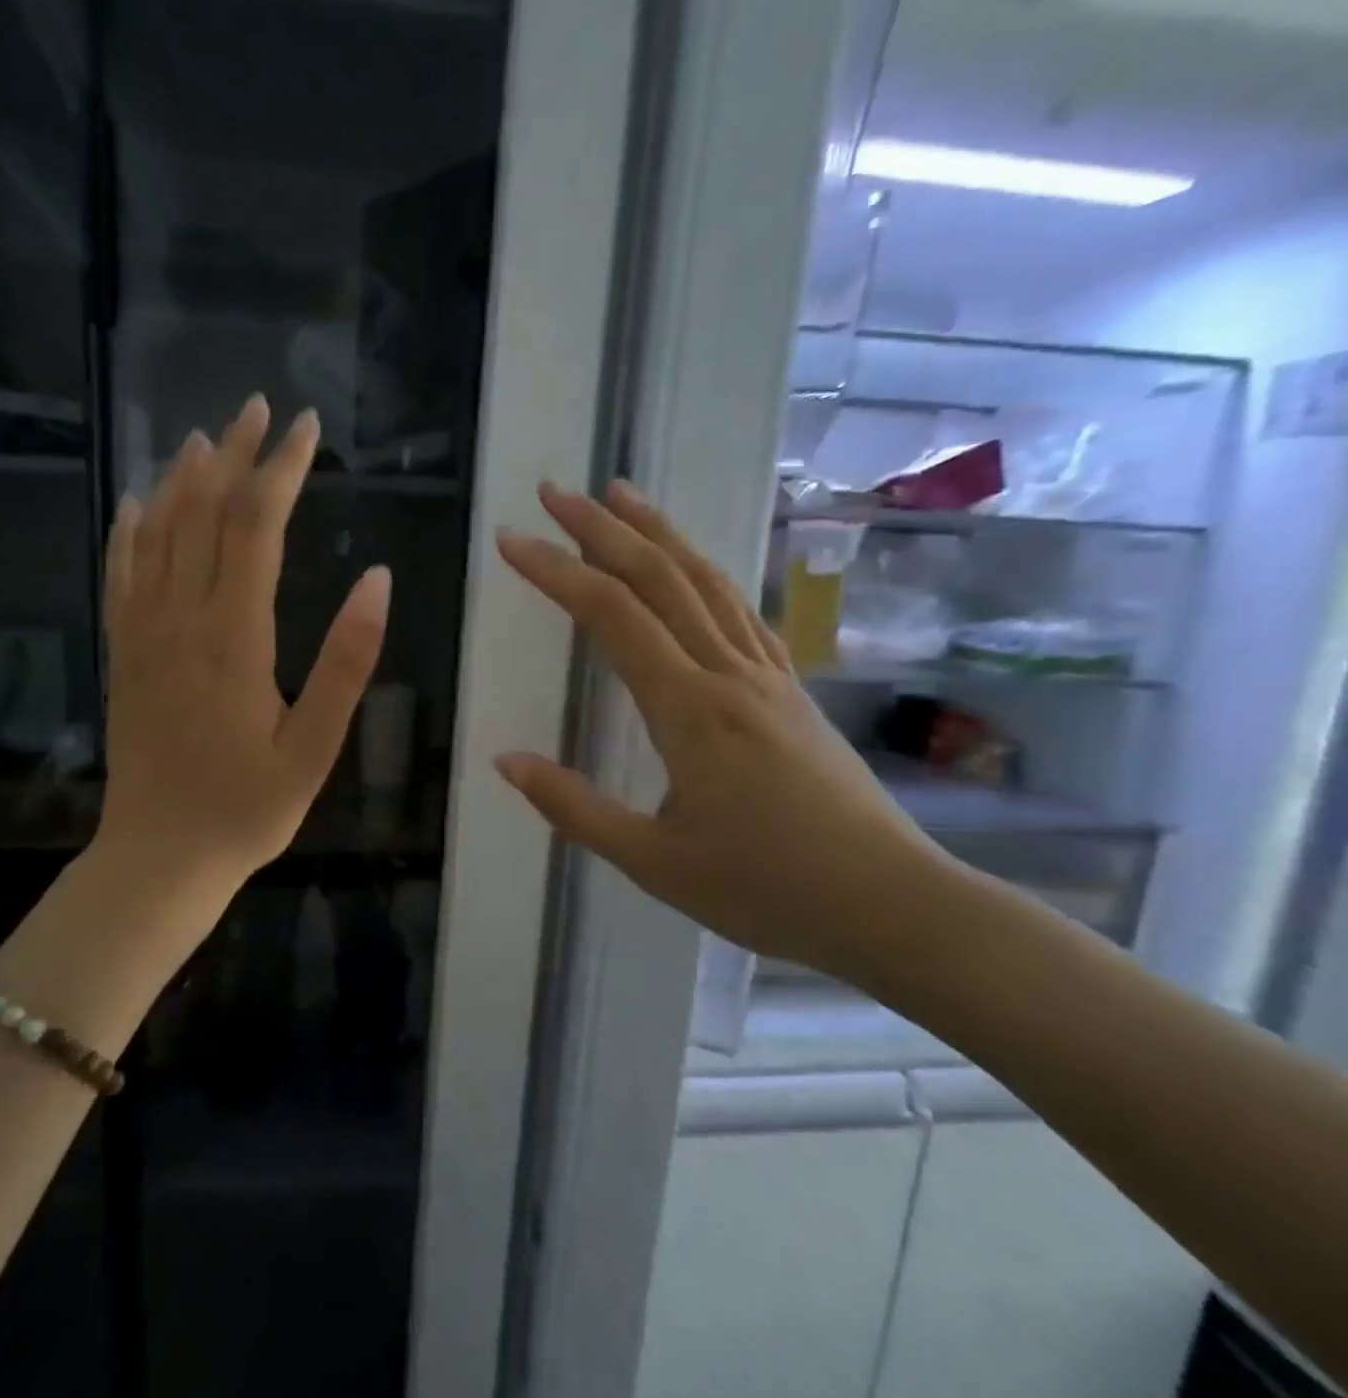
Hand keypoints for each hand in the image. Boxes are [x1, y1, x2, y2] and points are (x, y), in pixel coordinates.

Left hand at [97, 395, 391, 892]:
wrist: (159, 857)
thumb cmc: (247, 808)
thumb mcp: (316, 747)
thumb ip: (347, 661)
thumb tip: (377, 578)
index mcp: (234, 637)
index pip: (256, 527)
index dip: (282, 470)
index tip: (307, 428)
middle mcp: (181, 619)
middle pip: (204, 514)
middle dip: (235, 455)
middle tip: (260, 410)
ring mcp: (142, 635)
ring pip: (159, 534)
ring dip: (184, 479)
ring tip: (207, 437)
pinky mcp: (123, 655)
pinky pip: (121, 575)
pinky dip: (132, 531)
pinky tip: (140, 503)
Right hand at [494, 480, 948, 982]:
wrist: (892, 906)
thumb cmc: (766, 890)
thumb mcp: (653, 862)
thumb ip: (574, 807)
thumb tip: (505, 761)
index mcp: (690, 710)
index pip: (611, 616)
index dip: (557, 571)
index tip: (513, 540)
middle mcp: (729, 675)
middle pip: (660, 578)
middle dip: (602, 528)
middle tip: (556, 491)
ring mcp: (767, 677)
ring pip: (706, 583)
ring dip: (659, 533)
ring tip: (621, 495)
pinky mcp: (790, 691)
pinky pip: (739, 613)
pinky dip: (704, 574)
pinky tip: (690, 569)